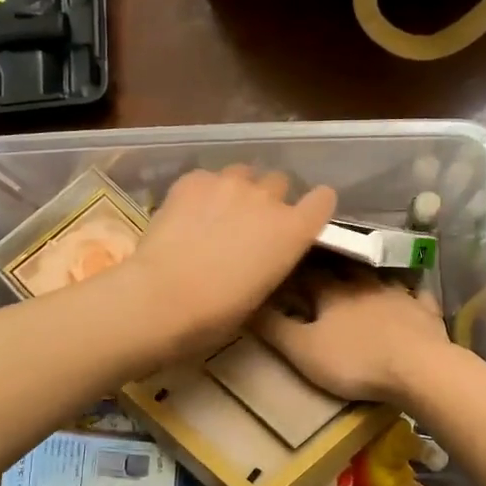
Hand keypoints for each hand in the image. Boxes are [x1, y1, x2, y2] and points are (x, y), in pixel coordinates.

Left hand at [112, 167, 336, 363]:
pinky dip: (202, 192)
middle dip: (269, 199)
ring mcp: (229, 183)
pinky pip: (207, 178)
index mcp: (293, 230)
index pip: (322, 200)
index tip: (303, 216)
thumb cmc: (217, 312)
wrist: (163, 297)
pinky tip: (187, 214)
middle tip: (249, 223)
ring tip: (217, 213)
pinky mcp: (194, 179)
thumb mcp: (262, 291)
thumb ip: (272, 259)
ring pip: (243, 174)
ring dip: (237, 190)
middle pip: (279, 182)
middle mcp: (267, 198)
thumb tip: (263, 251)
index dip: (314, 206)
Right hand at [253, 268, 449, 402]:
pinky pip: (416, 296)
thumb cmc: (355, 361)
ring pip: (378, 277)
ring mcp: (398, 294)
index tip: (284, 264)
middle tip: (319, 264)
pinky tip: (410, 294)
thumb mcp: (303, 350)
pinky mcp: (424, 311)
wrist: (418, 369)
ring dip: (366, 275)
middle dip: (329, 265)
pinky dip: (410, 294)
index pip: (306, 272)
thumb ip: (274, 327)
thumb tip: (248, 302)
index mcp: (332, 291)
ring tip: (358, 277)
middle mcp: (364, 283)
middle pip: (342, 268)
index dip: (293, 268)